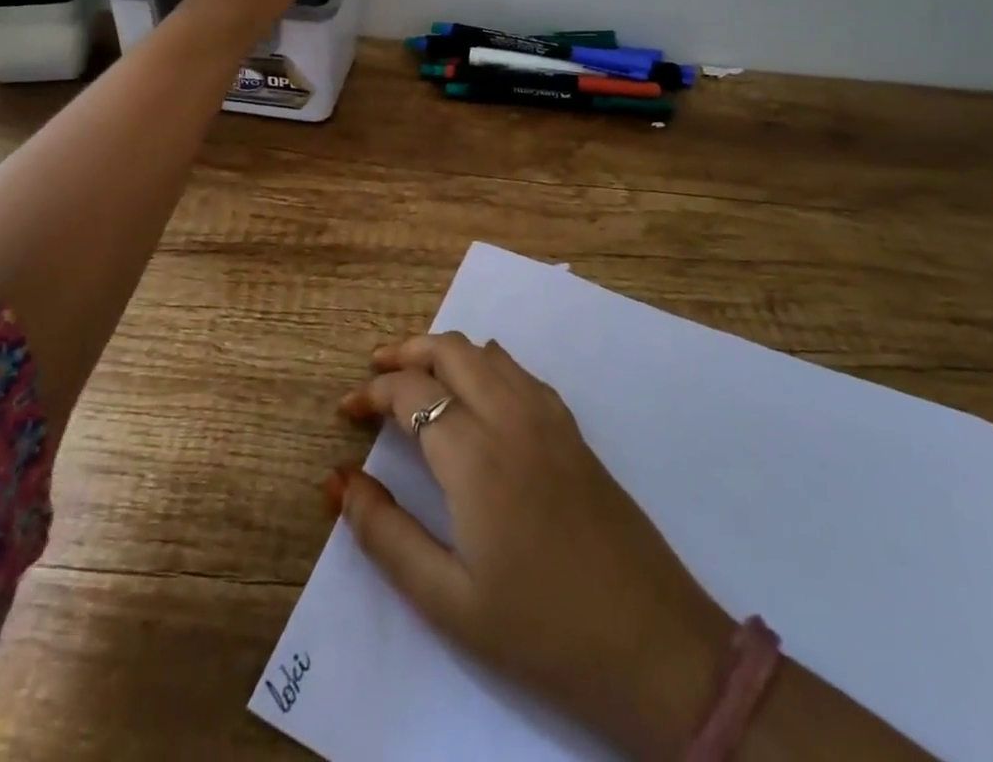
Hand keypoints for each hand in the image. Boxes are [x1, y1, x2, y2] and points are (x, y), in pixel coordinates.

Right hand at [333, 335, 733, 760]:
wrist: (652, 643)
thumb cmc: (540, 629)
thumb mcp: (447, 599)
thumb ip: (386, 534)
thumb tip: (340, 481)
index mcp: (475, 453)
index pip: (411, 390)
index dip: (372, 392)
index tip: (346, 410)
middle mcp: (511, 415)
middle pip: (450, 349)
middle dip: (405, 351)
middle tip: (374, 375)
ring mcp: (548, 416)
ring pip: (487, 351)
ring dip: (445, 352)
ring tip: (416, 379)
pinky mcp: (572, 428)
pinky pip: (518, 370)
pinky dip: (484, 363)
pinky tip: (476, 395)